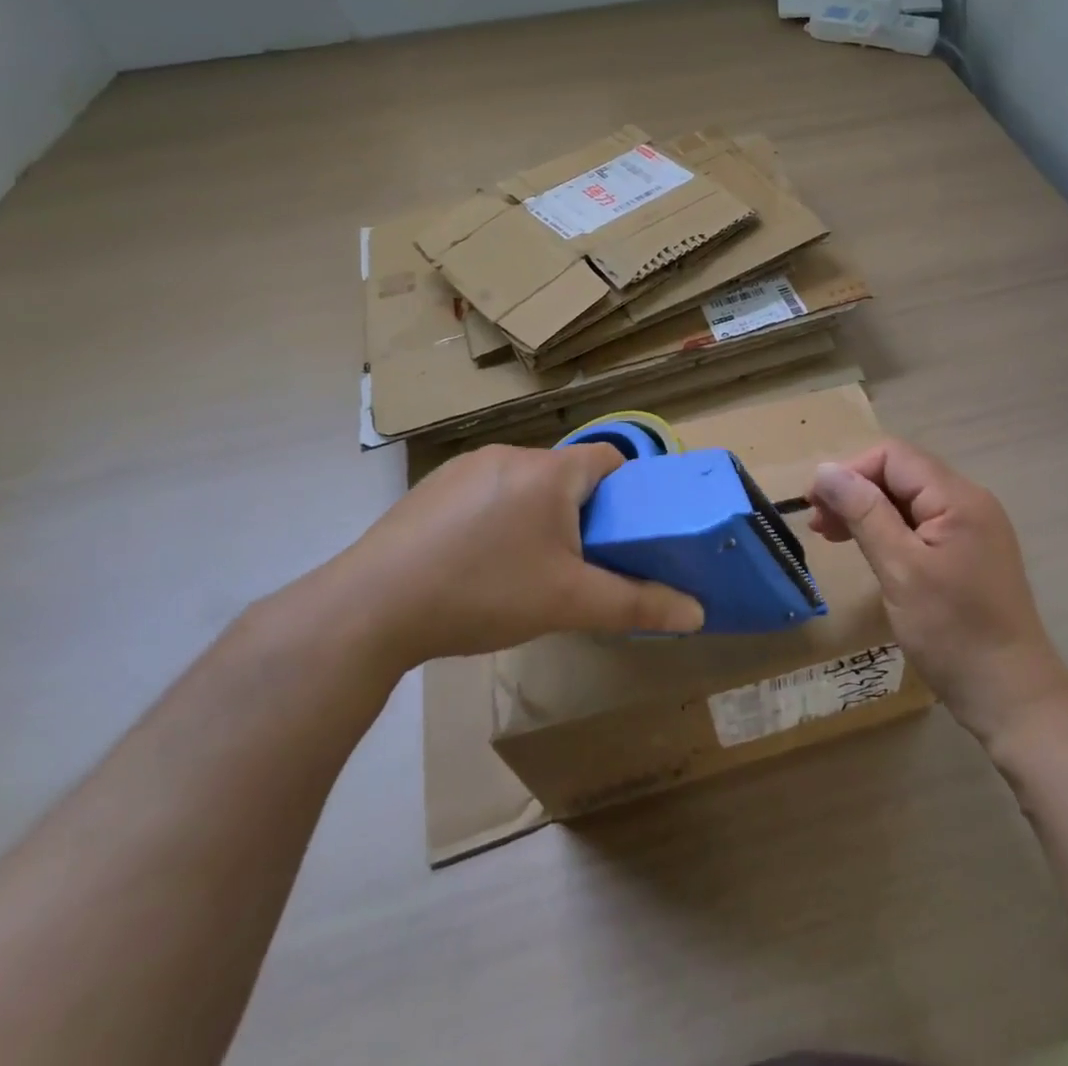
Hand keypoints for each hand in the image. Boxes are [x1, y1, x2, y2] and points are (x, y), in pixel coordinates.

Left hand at [322, 443, 703, 670]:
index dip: (626, 492)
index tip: (623, 532)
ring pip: (523, 483)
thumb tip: (697, 613)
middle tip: (576, 561)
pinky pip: (483, 492)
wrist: (371, 608)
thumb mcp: (569, 603)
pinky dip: (494, 517)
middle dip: (580, 511)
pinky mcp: (430, 486)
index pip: (610, 459)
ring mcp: (464, 466)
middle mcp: (510, 454)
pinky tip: (474, 562)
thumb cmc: (485, 592)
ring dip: (535, 514)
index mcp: (551, 471)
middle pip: (567, 474)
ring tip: (523, 567)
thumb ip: (637, 604)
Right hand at [808, 440, 1067, 745]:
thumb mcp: (900, 569)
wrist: (1011, 696)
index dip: (850, 472)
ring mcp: (972, 528)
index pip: (894, 456)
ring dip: (868, 511)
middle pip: (901, 474)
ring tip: (832, 536)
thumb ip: (863, 513)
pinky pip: (921, 525)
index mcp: (958, 498)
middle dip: (855, 491)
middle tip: (819, 526)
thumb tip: (824, 471)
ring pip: (909, 500)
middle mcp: (969, 502)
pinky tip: (868, 549)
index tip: (815, 505)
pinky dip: (889, 531)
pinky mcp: (968, 553)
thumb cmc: (952, 632)